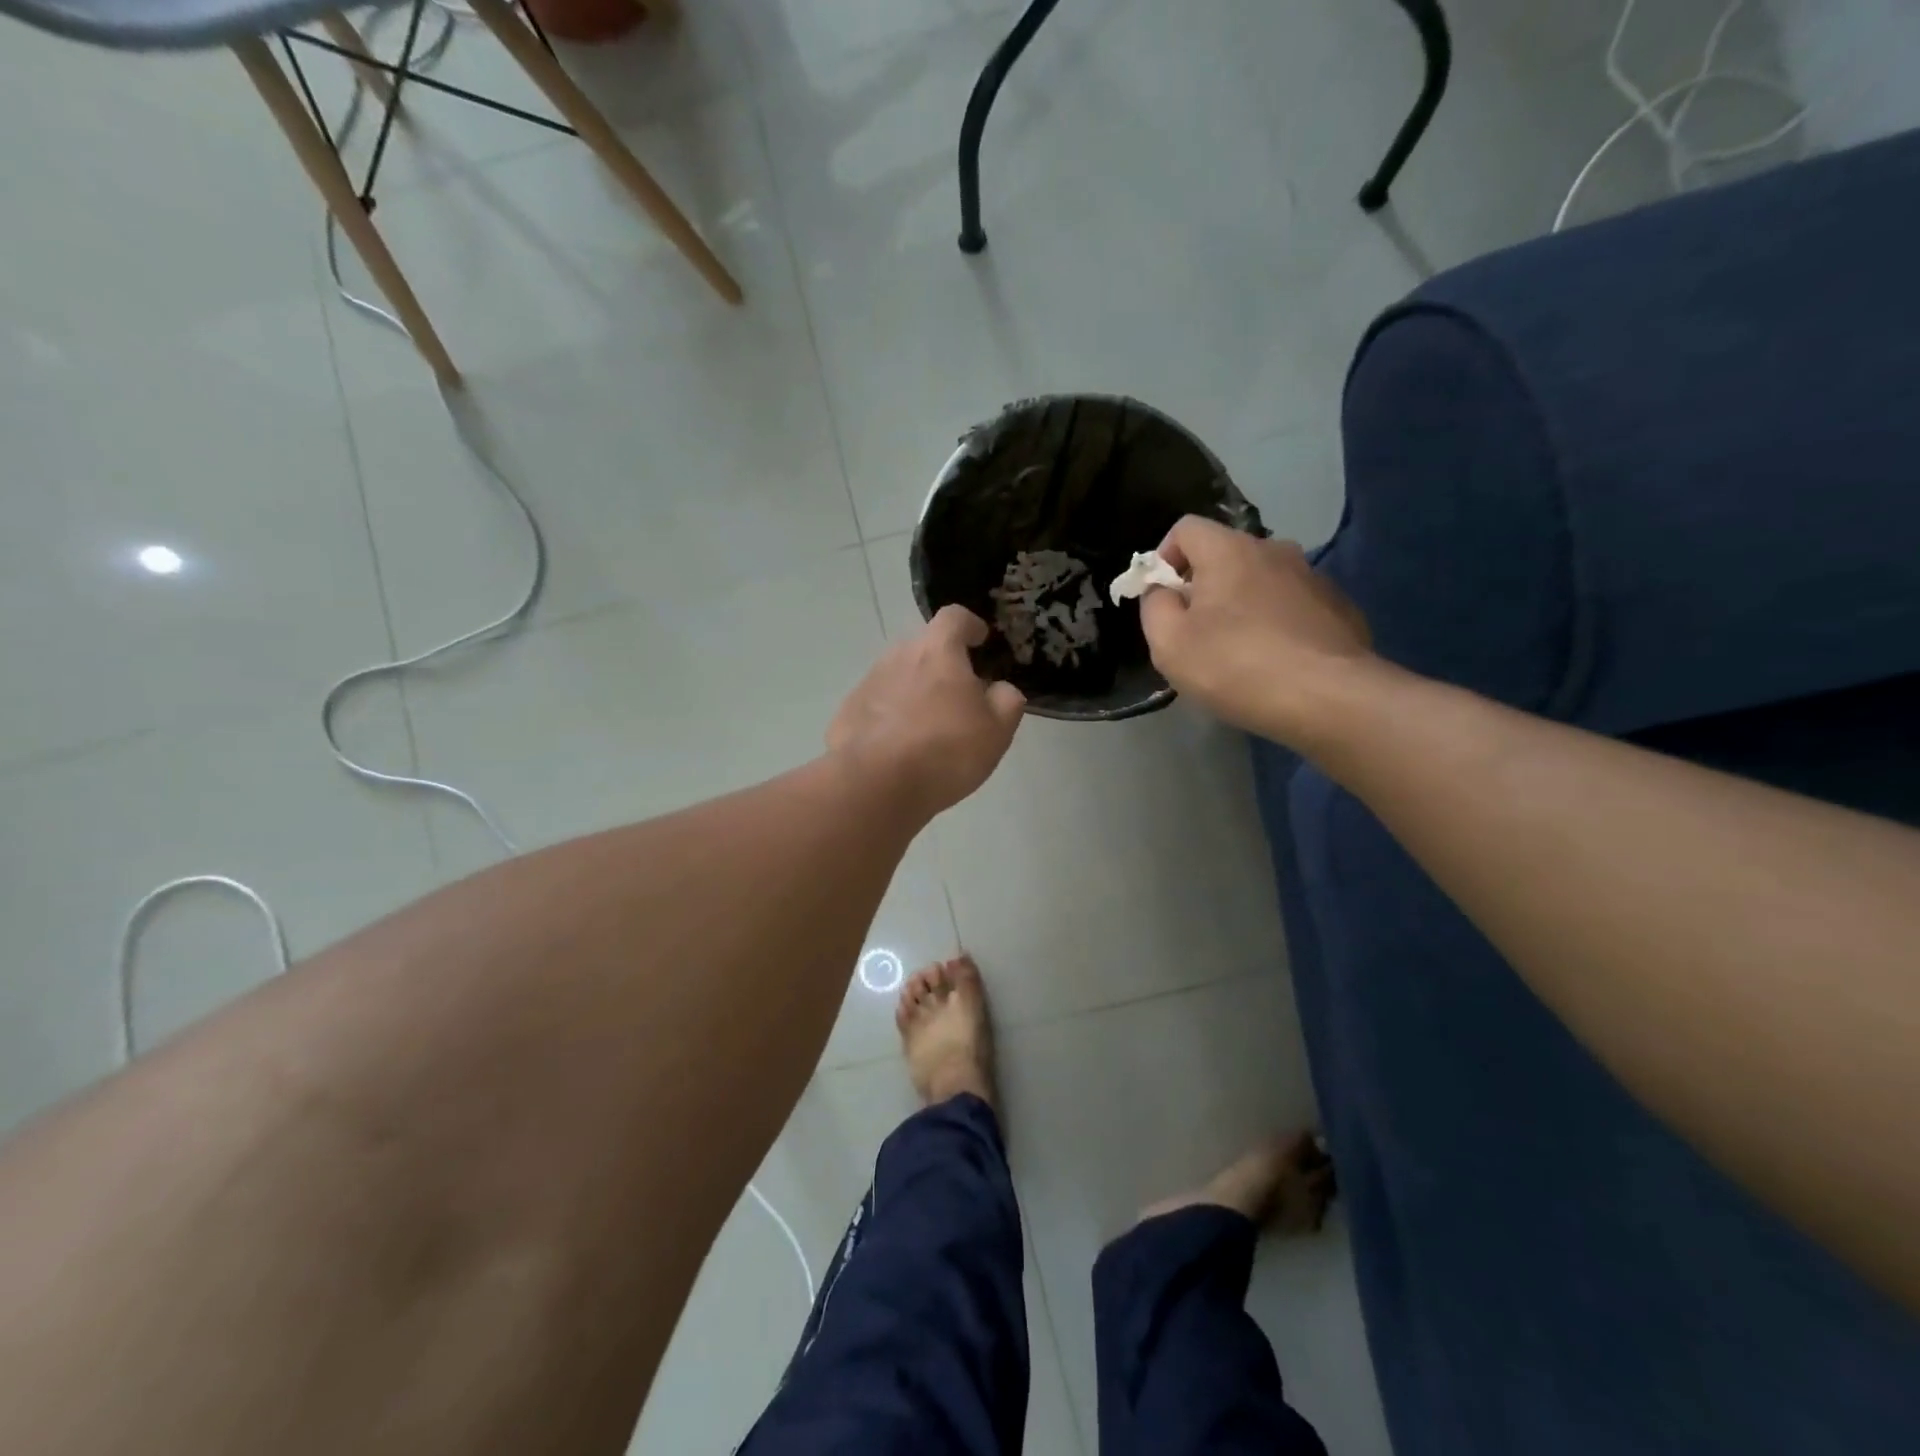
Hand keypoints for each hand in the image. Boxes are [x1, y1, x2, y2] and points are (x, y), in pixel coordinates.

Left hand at [829, 606, 1025, 818]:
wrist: (876, 784)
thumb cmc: (945, 750)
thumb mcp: (996, 730)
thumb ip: (1006, 701)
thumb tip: (1000, 689)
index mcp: (938, 651)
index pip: (954, 617)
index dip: (970, 625)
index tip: (980, 640)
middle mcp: (898, 656)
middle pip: (924, 647)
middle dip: (942, 664)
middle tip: (959, 696)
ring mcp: (868, 683)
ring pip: (898, 677)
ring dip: (914, 692)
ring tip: (928, 729)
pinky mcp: (848, 713)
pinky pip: (876, 707)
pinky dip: (890, 718)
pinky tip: (898, 749)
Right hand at [1140, 516, 1375, 743]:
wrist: (1330, 698)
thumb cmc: (1235, 666)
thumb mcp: (1169, 643)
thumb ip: (1154, 606)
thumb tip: (1162, 590)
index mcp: (1229, 550)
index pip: (1185, 529)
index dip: (1164, 558)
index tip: (1162, 599)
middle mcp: (1274, 550)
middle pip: (1225, 555)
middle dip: (1203, 587)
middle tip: (1196, 633)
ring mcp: (1312, 577)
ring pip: (1261, 581)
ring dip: (1242, 605)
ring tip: (1238, 652)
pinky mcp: (1338, 607)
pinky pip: (1292, 606)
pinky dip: (1276, 624)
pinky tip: (1276, 662)